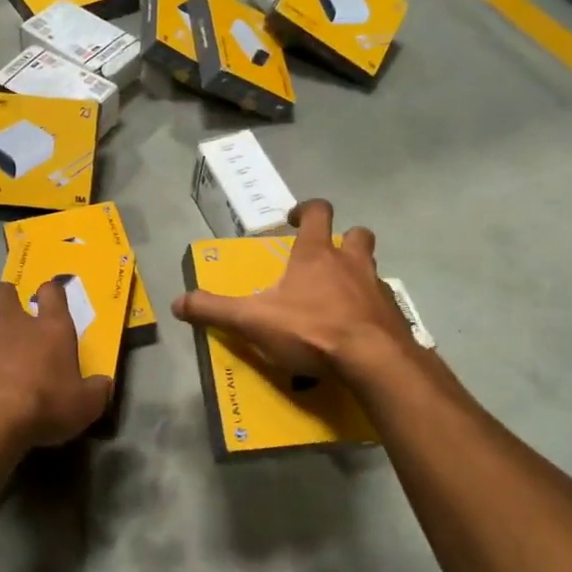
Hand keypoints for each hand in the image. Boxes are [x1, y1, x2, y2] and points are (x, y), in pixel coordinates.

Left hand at [0, 281, 112, 448]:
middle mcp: (14, 324)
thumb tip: (104, 384)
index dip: (51, 291)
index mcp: (51, 329)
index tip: (50, 296)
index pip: (52, 293)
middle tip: (5, 310)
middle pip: (2, 290)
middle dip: (2, 295)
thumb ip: (96, 391)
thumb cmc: (45, 407)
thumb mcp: (85, 406)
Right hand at [173, 199, 413, 380]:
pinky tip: (357, 330)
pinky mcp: (393, 316)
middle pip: (357, 235)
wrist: (373, 360)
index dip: (307, 210)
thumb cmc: (311, 329)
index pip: (318, 213)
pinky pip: (382, 304)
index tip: (294, 219)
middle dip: (343, 238)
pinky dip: (370, 310)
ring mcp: (377, 288)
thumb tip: (177, 303)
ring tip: (339, 297)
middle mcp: (351, 262)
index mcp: (317, 254)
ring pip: (372, 269)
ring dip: (357, 274)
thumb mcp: (253, 320)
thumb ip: (214, 309)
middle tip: (325, 257)